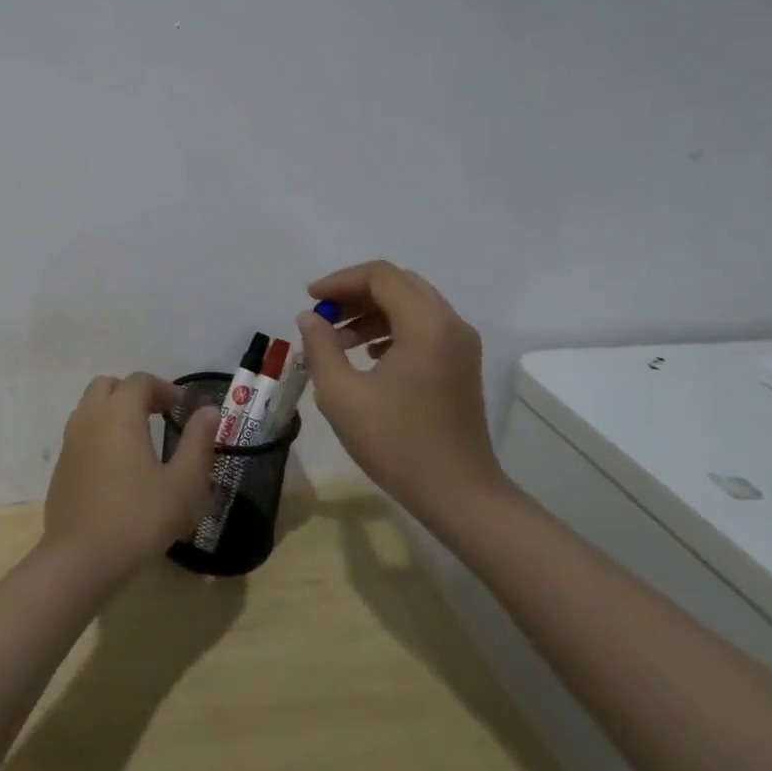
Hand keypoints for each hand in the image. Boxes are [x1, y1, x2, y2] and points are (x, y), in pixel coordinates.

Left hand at [42, 373, 221, 584]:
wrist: (80, 560)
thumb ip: (198, 442)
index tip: (184, 411)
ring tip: (140, 442)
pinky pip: (81, 435)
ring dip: (114, 413)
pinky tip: (117, 470)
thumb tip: (209, 411)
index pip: (141, 381)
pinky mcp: (60, 467)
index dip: (165, 389)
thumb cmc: (139, 518)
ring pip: (90, 408)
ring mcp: (70, 442)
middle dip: (135, 394)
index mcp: (119, 413)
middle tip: (159, 417)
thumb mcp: (183, 484)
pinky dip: (99, 436)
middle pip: (109, 386)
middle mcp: (89, 417)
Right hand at [294, 261, 503, 519]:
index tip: (310, 299)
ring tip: (337, 339)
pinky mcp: (461, 364)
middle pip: (398, 284)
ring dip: (372, 312)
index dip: (340, 281)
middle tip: (323, 315)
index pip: (380, 276)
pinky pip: (423, 327)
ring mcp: (461, 345)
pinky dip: (391, 329)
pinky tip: (366, 354)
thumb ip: (320, 347)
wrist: (459, 494)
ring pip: (411, 305)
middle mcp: (449, 324)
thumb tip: (310, 317)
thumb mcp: (342, 395)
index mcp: (426, 324)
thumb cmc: (397, 443)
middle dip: (356, 293)